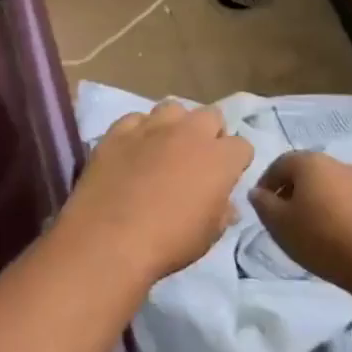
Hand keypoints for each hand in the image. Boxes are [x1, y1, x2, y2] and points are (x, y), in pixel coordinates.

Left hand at [56, 102, 253, 279]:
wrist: (109, 239)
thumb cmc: (168, 243)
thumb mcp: (208, 236)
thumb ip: (222, 212)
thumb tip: (227, 205)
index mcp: (219, 158)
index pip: (242, 146)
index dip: (235, 162)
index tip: (225, 178)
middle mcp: (189, 133)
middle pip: (211, 115)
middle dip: (210, 133)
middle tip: (197, 159)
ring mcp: (151, 127)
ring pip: (172, 108)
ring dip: (175, 125)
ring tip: (164, 148)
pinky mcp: (118, 131)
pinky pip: (135, 119)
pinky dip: (138, 131)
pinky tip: (132, 151)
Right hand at [249, 151, 351, 289]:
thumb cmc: (320, 238)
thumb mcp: (278, 224)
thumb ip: (263, 204)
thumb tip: (257, 192)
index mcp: (310, 162)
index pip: (279, 164)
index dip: (266, 183)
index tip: (262, 205)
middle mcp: (337, 163)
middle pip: (307, 172)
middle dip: (292, 190)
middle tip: (284, 216)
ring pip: (330, 186)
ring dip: (317, 200)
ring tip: (311, 227)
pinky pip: (350, 200)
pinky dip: (338, 211)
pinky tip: (337, 234)